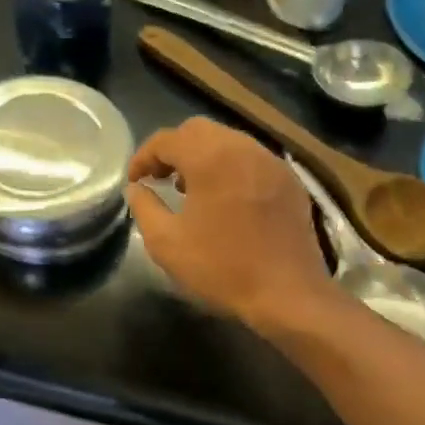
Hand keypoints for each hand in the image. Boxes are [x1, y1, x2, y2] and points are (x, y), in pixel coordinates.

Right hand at [125, 118, 340, 332]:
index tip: (134, 181)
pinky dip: (231, 167)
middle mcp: (243, 148)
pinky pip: (252, 159)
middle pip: (198, 131)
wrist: (288, 293)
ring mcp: (272, 162)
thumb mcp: (166, 243)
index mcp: (211, 157)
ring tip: (190, 189)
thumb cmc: (222, 267)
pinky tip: (226, 199)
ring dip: (203, 156)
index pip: (167, 139)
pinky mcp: (290, 180)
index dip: (143, 157)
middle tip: (159, 178)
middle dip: (173, 150)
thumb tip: (137, 188)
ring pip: (228, 141)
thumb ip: (144, 208)